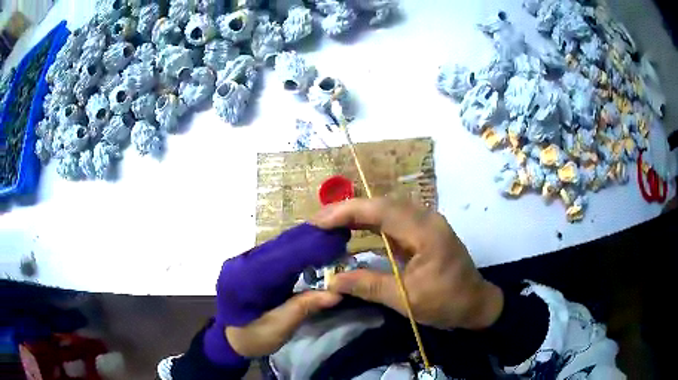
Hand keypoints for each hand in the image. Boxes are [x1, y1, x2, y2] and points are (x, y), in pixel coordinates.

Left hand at [214, 223, 348, 358]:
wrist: (229, 340)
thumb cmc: (251, 338)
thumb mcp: (278, 328)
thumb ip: (304, 308)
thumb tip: (336, 293)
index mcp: (242, 279)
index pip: (277, 258)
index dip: (305, 250)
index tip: (332, 244)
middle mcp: (240, 263)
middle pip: (277, 248)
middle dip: (306, 244)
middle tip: (335, 240)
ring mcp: (242, 262)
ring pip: (275, 248)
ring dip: (300, 246)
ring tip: (326, 243)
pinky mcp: (248, 265)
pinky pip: (272, 255)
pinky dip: (292, 254)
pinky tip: (308, 253)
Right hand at [313, 198, 503, 329]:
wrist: (476, 304)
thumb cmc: (446, 303)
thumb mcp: (407, 299)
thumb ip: (369, 286)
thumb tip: (332, 280)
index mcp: (426, 231)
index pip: (381, 211)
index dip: (346, 212)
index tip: (318, 222)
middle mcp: (426, 219)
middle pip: (382, 204)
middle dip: (348, 210)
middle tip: (319, 223)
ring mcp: (427, 223)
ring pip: (387, 208)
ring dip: (359, 214)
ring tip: (331, 225)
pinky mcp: (424, 231)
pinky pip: (394, 219)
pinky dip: (371, 223)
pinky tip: (355, 230)